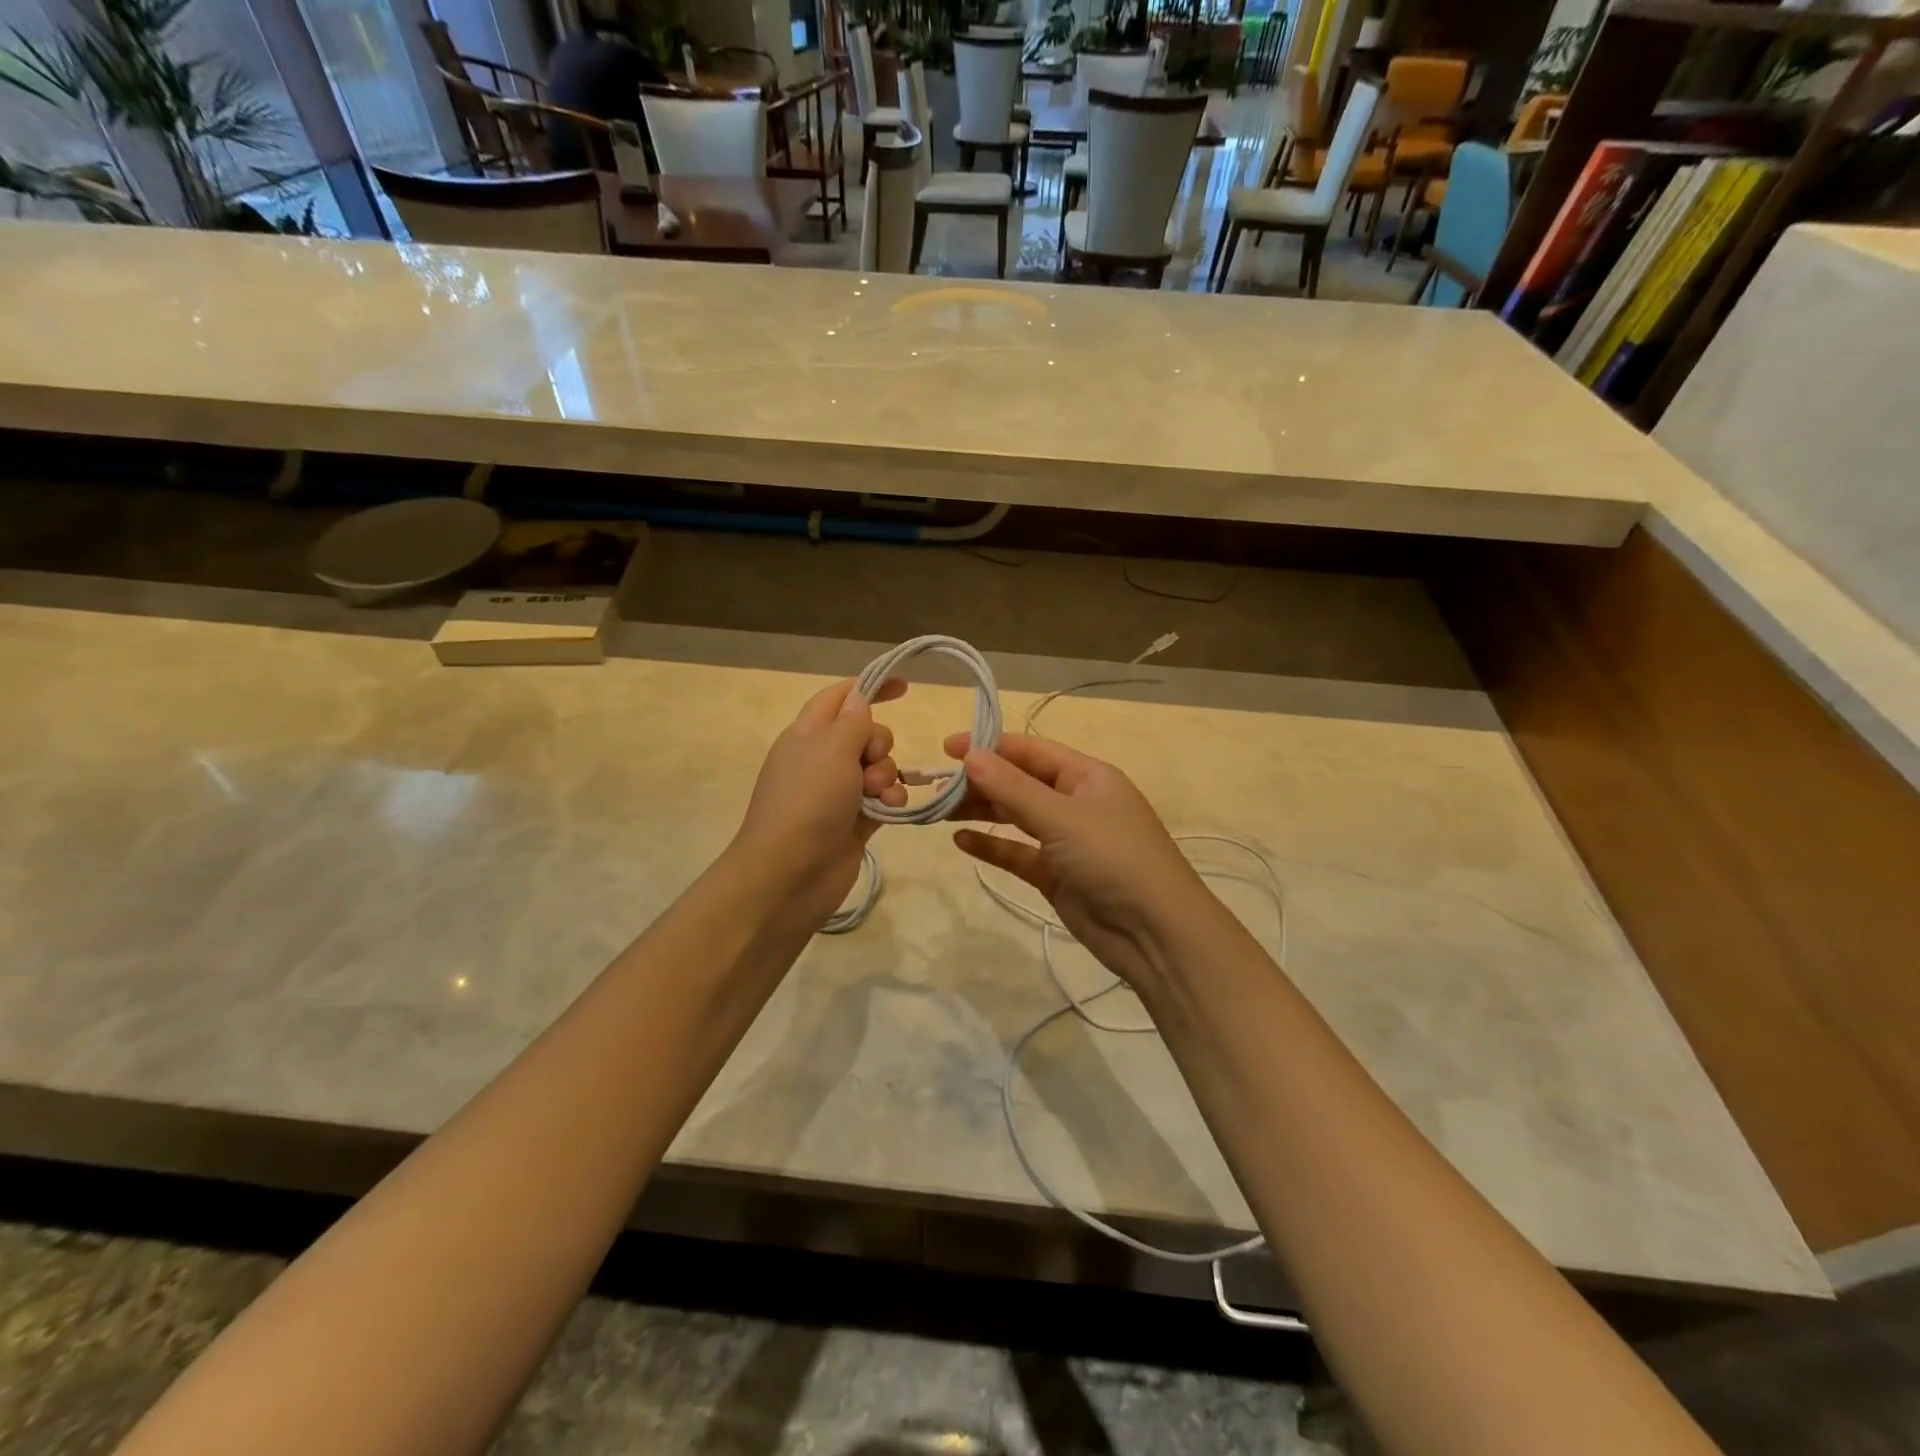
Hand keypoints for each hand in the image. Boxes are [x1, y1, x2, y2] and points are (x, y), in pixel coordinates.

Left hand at [732, 678, 906, 927]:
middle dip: (879, 744)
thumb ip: (853, 721)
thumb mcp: (831, 750)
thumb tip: (860, 700)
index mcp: (807, 734)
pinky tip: (890, 808)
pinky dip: (891, 799)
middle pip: (865, 733)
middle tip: (869, 763)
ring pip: (878, 766)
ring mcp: (838, 792)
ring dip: (887, 775)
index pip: (840, 698)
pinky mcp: (855, 820)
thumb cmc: (807, 802)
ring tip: (877, 795)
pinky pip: (883, 798)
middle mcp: (821, 760)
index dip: (870, 687)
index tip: (906, 687)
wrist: (789, 874)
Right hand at [942, 732, 1212, 994]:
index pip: (1031, 751)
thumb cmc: (1113, 858)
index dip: (990, 747)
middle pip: (1020, 783)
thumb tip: (970, 754)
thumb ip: (1013, 788)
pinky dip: (992, 845)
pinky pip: (1017, 853)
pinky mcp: (1056, 875)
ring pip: (1015, 816)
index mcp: (1087, 777)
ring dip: (981, 811)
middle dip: (980, 782)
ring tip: (940, 810)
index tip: (947, 748)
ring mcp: (1066, 841)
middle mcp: (1076, 803)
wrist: (1155, 933)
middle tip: (935, 786)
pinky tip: (962, 841)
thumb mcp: (1062, 817)